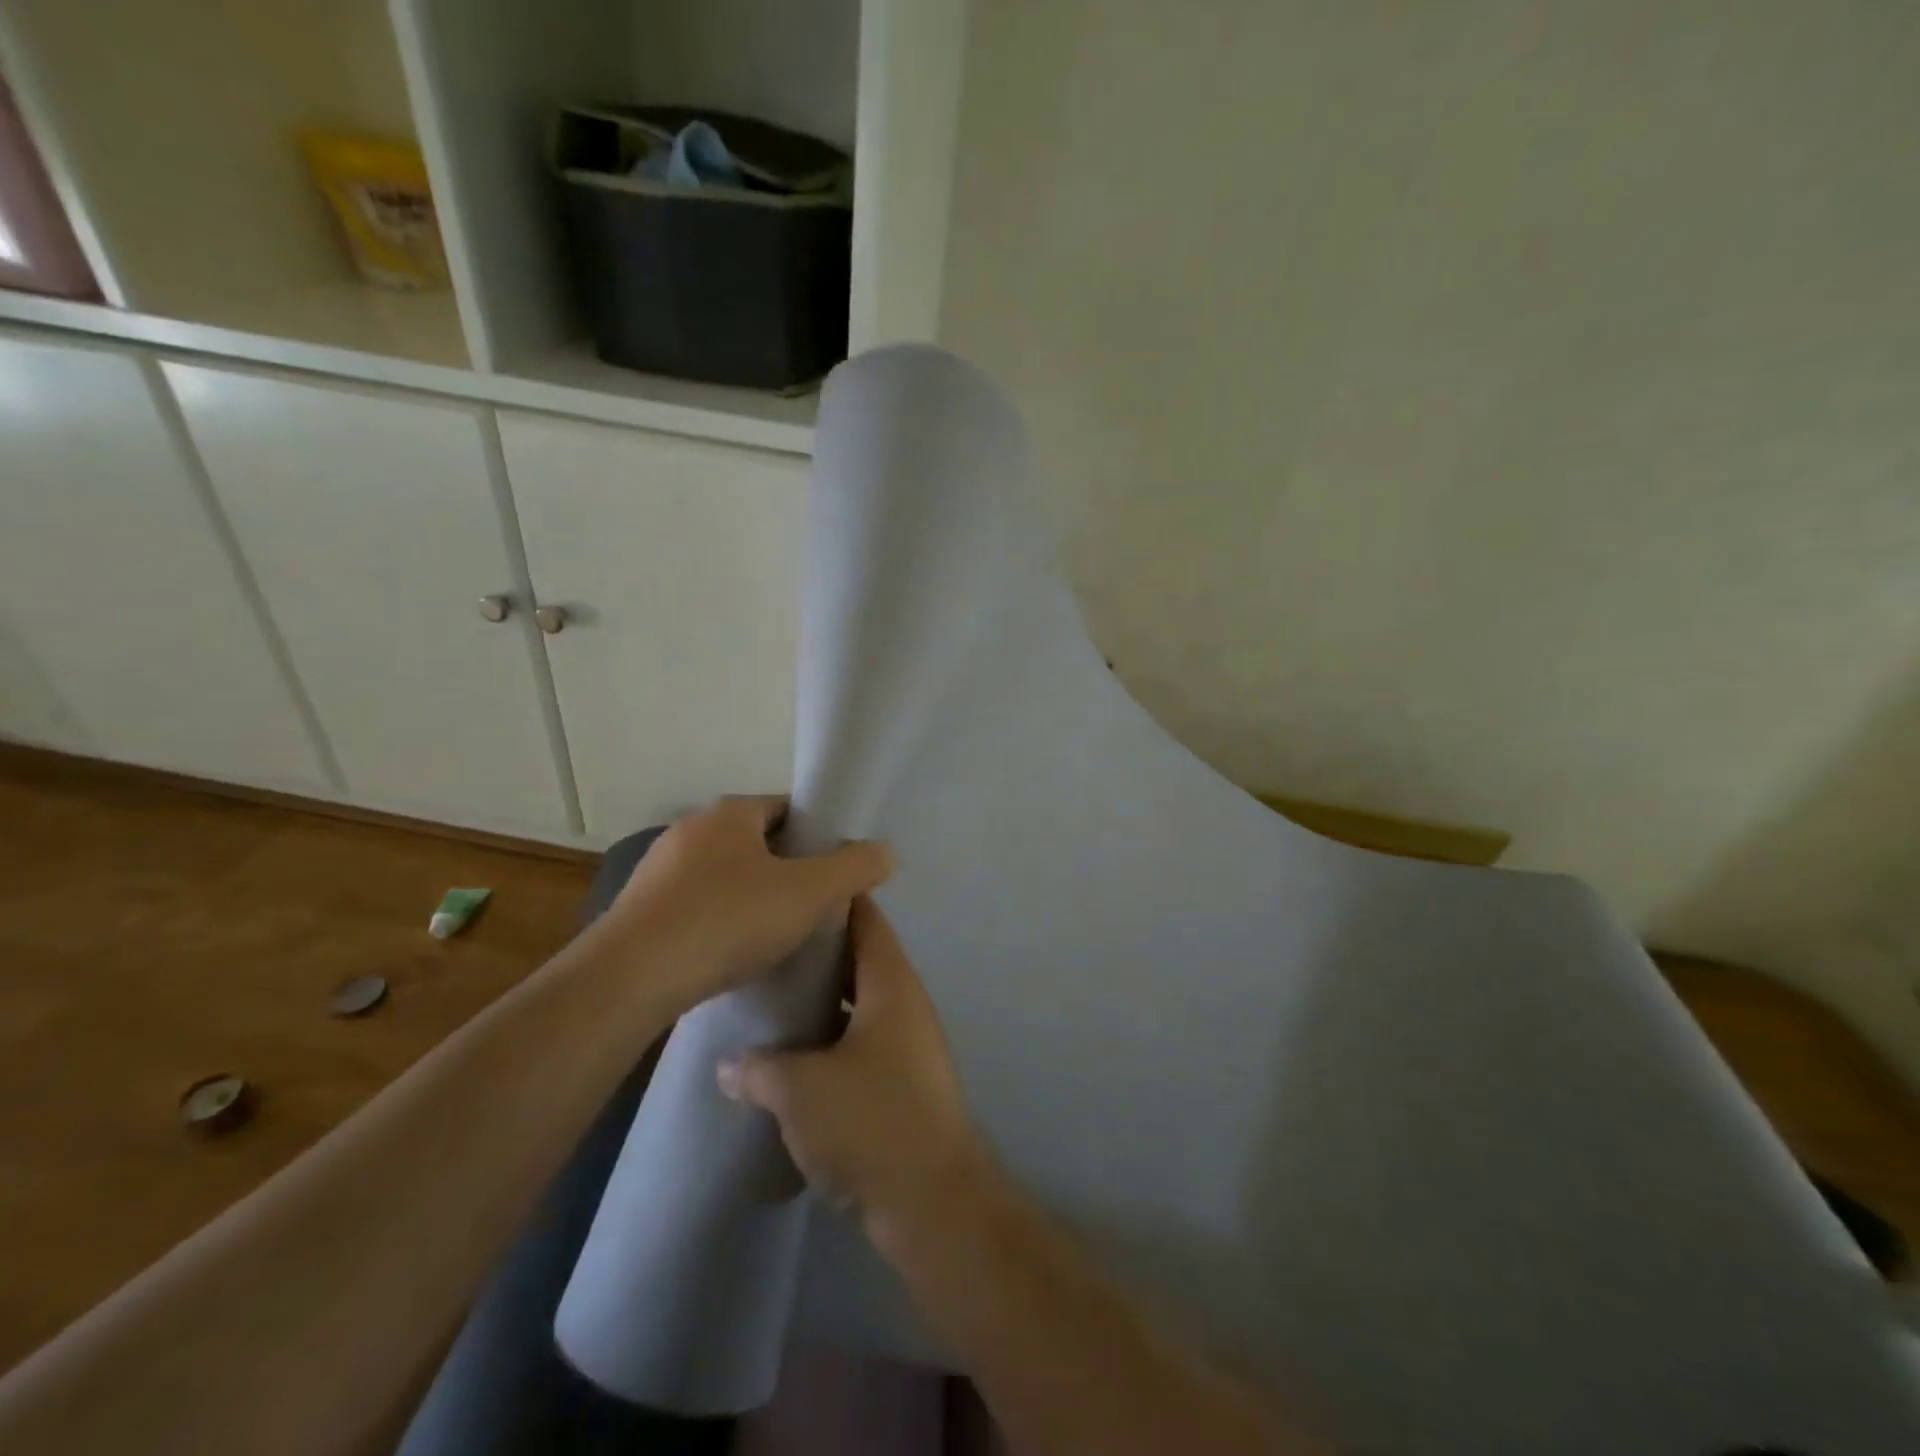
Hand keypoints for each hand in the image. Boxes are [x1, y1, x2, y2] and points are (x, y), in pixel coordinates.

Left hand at [601, 796, 892, 1011]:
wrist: (631, 979)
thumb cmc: (728, 920)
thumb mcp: (809, 893)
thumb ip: (854, 868)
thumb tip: (886, 852)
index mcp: (728, 814)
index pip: (786, 808)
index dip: (818, 834)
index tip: (837, 868)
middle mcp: (689, 831)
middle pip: (756, 843)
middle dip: (788, 869)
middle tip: (816, 905)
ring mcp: (658, 871)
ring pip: (725, 877)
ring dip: (752, 898)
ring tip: (779, 936)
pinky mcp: (639, 912)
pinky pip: (696, 908)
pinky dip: (720, 923)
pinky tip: (733, 956)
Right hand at [717, 897, 996, 1240]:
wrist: (933, 1202)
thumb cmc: (872, 1122)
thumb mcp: (802, 1090)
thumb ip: (760, 1068)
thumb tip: (729, 1063)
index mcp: (892, 983)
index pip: (865, 918)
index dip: (832, 898)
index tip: (790, 889)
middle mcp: (904, 1003)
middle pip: (859, 958)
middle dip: (815, 951)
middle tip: (763, 946)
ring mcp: (906, 1043)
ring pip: (857, 1002)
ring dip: (820, 999)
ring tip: (767, 996)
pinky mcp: (900, 1082)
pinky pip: (859, 1041)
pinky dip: (828, 1038)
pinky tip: (789, 1054)